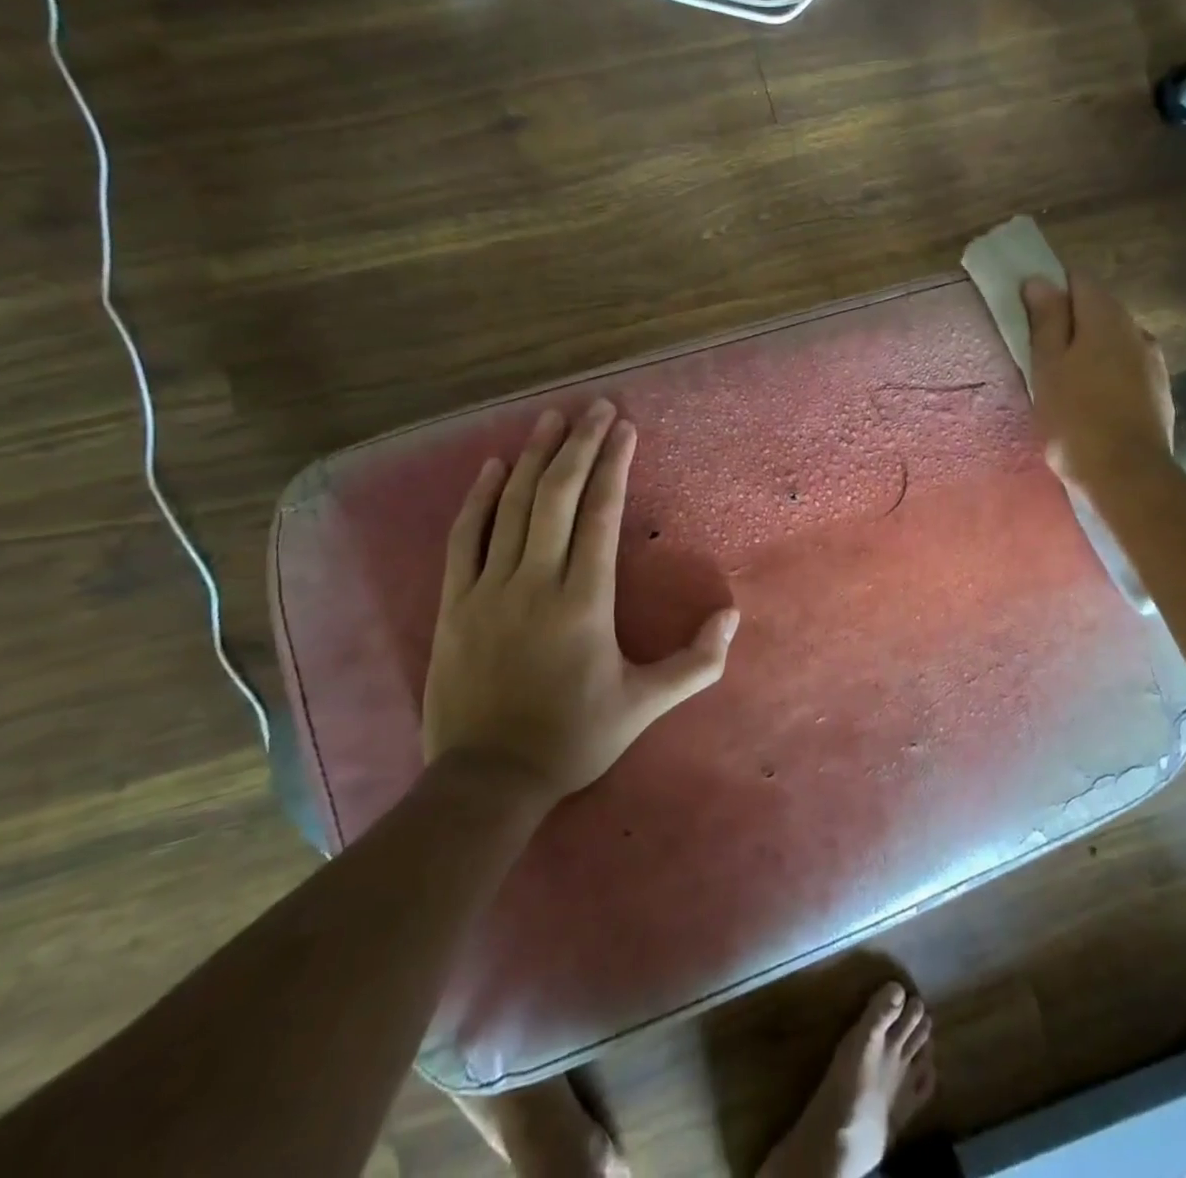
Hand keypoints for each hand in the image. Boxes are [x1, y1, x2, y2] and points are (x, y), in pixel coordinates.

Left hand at [422, 399, 739, 804]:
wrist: (488, 779)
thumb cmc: (575, 738)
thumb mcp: (646, 705)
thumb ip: (697, 663)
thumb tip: (732, 616)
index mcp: (584, 602)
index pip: (600, 515)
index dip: (613, 466)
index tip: (624, 427)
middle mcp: (535, 583)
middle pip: (556, 497)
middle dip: (579, 446)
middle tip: (595, 406)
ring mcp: (487, 589)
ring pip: (510, 507)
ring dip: (533, 457)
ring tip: (551, 418)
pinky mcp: (453, 603)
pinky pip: (464, 538)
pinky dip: (478, 497)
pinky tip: (492, 466)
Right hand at [1022, 273, 1174, 489]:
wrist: (1127, 474)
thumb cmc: (1075, 418)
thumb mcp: (1047, 367)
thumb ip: (1045, 321)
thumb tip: (1039, 281)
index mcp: (1105, 316)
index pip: (1077, 281)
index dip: (1051, 292)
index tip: (1029, 318)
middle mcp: (1136, 328)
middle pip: (1098, 310)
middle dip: (1070, 323)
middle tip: (1041, 356)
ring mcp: (1153, 360)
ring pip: (1114, 340)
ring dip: (1090, 350)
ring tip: (1066, 383)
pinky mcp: (1159, 389)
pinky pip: (1127, 367)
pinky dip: (1108, 373)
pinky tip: (1093, 401)